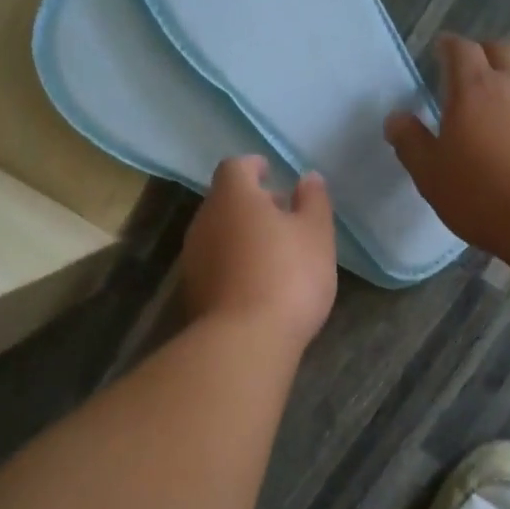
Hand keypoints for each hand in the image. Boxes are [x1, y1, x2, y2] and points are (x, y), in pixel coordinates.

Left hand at [183, 156, 336, 351]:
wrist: (245, 340)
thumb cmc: (288, 276)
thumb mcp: (316, 235)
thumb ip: (314, 201)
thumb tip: (308, 178)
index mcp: (233, 197)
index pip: (236, 167)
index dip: (254, 167)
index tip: (271, 172)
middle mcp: (204, 221)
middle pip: (225, 201)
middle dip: (251, 203)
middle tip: (282, 215)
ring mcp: (193, 258)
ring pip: (219, 234)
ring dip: (242, 235)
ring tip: (274, 251)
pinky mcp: (193, 291)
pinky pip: (216, 264)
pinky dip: (234, 263)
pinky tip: (258, 282)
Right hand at [385, 35, 509, 256]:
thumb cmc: (481, 195)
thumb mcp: (431, 175)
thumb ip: (411, 142)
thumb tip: (395, 117)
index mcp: (475, 89)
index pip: (461, 49)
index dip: (449, 46)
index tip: (441, 50)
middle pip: (502, 51)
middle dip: (484, 54)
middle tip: (471, 72)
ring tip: (502, 107)